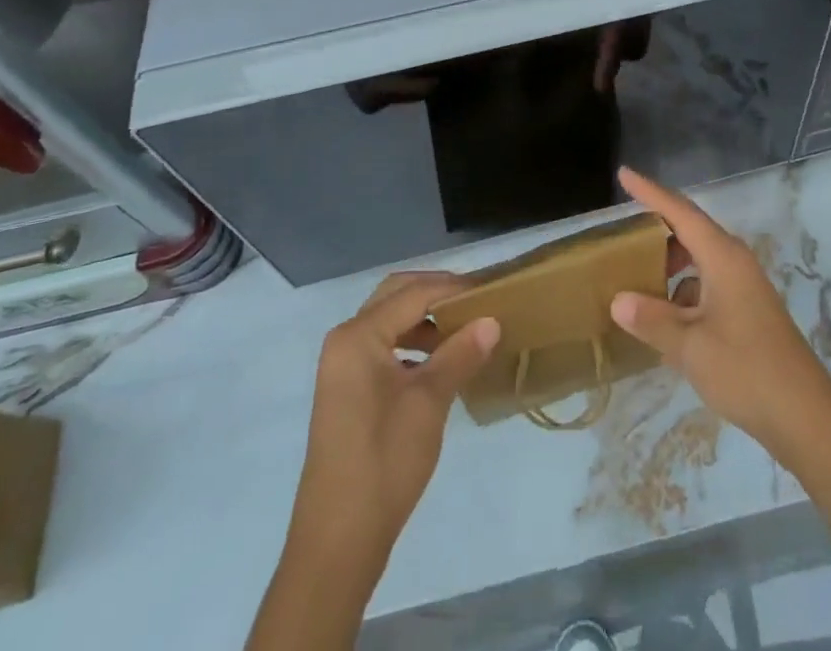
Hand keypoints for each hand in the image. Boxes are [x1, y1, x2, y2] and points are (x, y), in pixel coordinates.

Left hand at [287, 273, 499, 578]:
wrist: (338, 541)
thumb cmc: (384, 461)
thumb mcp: (429, 402)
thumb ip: (460, 353)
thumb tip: (492, 320)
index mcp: (359, 336)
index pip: (414, 293)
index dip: (454, 288)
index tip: (492, 291)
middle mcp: (346, 340)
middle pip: (397, 296)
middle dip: (437, 293)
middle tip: (477, 302)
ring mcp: (343, 366)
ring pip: (390, 320)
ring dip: (426, 319)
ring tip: (466, 330)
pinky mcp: (348, 390)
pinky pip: (384, 346)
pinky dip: (413, 343)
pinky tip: (441, 362)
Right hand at [610, 168, 830, 460]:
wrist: (804, 416)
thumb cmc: (745, 370)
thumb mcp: (689, 346)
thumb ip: (651, 319)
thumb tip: (618, 300)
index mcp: (722, 257)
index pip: (680, 212)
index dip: (650, 192)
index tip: (624, 174)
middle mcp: (735, 262)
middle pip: (690, 231)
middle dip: (657, 231)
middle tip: (622, 238)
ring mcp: (744, 286)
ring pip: (699, 260)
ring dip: (670, 265)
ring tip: (637, 280)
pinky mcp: (748, 310)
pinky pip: (707, 285)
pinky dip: (683, 292)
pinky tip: (665, 319)